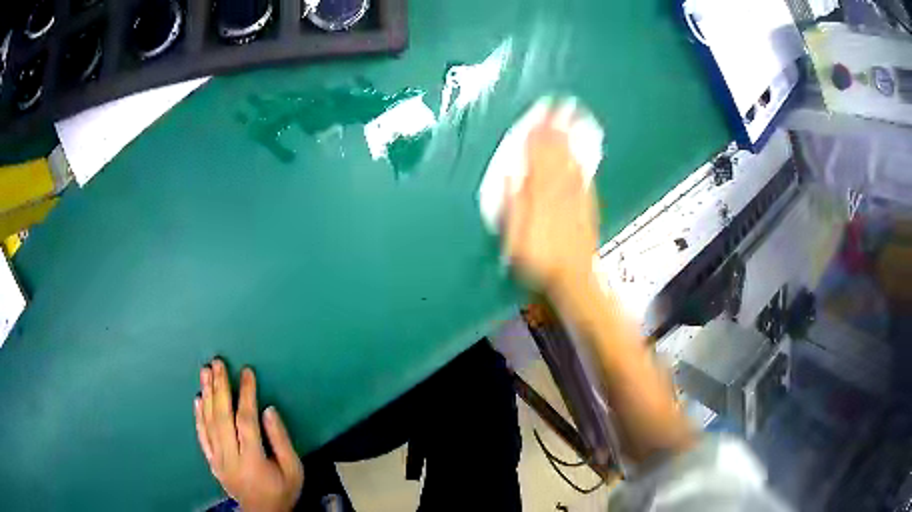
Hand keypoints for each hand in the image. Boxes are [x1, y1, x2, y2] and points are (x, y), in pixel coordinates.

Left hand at [194, 359, 303, 511]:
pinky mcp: (212, 461)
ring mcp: (218, 459)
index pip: (246, 421)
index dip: (246, 394)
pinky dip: (198, 417)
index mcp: (253, 460)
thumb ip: (281, 440)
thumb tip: (268, 409)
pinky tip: (198, 399)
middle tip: (217, 363)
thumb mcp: (294, 470)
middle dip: (220, 387)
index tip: (247, 372)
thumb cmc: (282, 490)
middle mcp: (231, 457)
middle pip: (222, 418)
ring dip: (207, 395)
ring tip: (205, 372)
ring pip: (209, 423)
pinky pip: (202, 437)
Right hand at [504, 115, 599, 294]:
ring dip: (570, 137)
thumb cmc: (540, 260)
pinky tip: (582, 149)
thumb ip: (514, 203)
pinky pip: (584, 174)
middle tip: (557, 104)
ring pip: (571, 159)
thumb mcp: (516, 237)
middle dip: (555, 128)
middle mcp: (559, 190)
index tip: (535, 116)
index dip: (535, 136)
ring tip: (570, 116)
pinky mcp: (587, 204)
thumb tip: (510, 175)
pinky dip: (582, 157)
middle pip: (556, 154)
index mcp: (539, 196)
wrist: (574, 276)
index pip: (536, 159)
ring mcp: (576, 196)